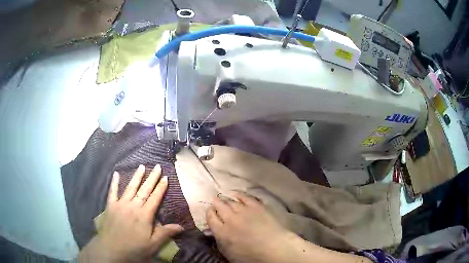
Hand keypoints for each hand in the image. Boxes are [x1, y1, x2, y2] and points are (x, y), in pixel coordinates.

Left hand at [79, 165, 182, 262]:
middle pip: (144, 190)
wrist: (111, 250)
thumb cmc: (134, 249)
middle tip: (157, 167)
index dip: (161, 188)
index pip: (155, 198)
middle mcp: (133, 206)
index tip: (166, 177)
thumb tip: (182, 226)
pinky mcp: (110, 206)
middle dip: (152, 178)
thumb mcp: (153, 244)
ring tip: (142, 166)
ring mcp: (120, 204)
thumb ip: (165, 233)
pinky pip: (112, 192)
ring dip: (136, 177)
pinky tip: (115, 173)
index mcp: (144, 215)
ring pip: (130, 188)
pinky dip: (114, 182)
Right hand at [206, 192, 292, 262]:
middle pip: (219, 206)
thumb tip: (215, 231)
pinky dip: (238, 194)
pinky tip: (235, 193)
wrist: (274, 249)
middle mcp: (230, 219)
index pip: (210, 218)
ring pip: (231, 201)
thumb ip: (220, 240)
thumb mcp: (229, 253)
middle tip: (215, 201)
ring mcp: (244, 211)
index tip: (210, 211)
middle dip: (215, 203)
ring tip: (223, 198)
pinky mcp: (256, 207)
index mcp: (222, 232)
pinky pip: (245, 197)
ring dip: (225, 199)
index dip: (209, 212)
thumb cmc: (251, 256)